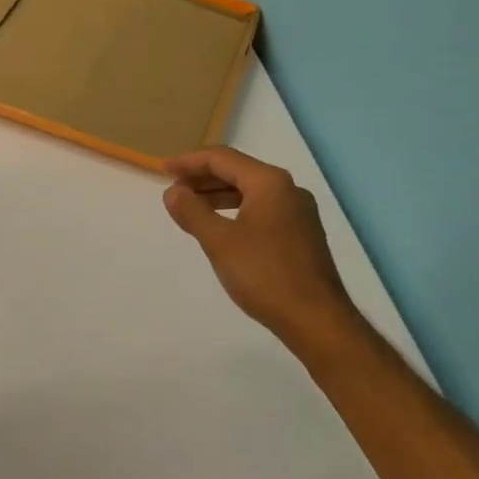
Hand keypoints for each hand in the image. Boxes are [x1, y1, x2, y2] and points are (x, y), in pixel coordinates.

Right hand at [163, 147, 358, 348]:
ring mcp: (298, 211)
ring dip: (217, 195)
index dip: (189, 162)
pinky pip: (261, 208)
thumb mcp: (219, 241)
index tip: (163, 171)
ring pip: (250, 191)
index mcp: (269, 183)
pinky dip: (235, 209)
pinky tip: (220, 226)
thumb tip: (173, 192)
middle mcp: (287, 189)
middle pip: (238, 171)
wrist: (316, 319)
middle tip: (173, 189)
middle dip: (203, 177)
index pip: (222, 158)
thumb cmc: (265, 275)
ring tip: (190, 207)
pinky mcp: (300, 232)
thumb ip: (192, 212)